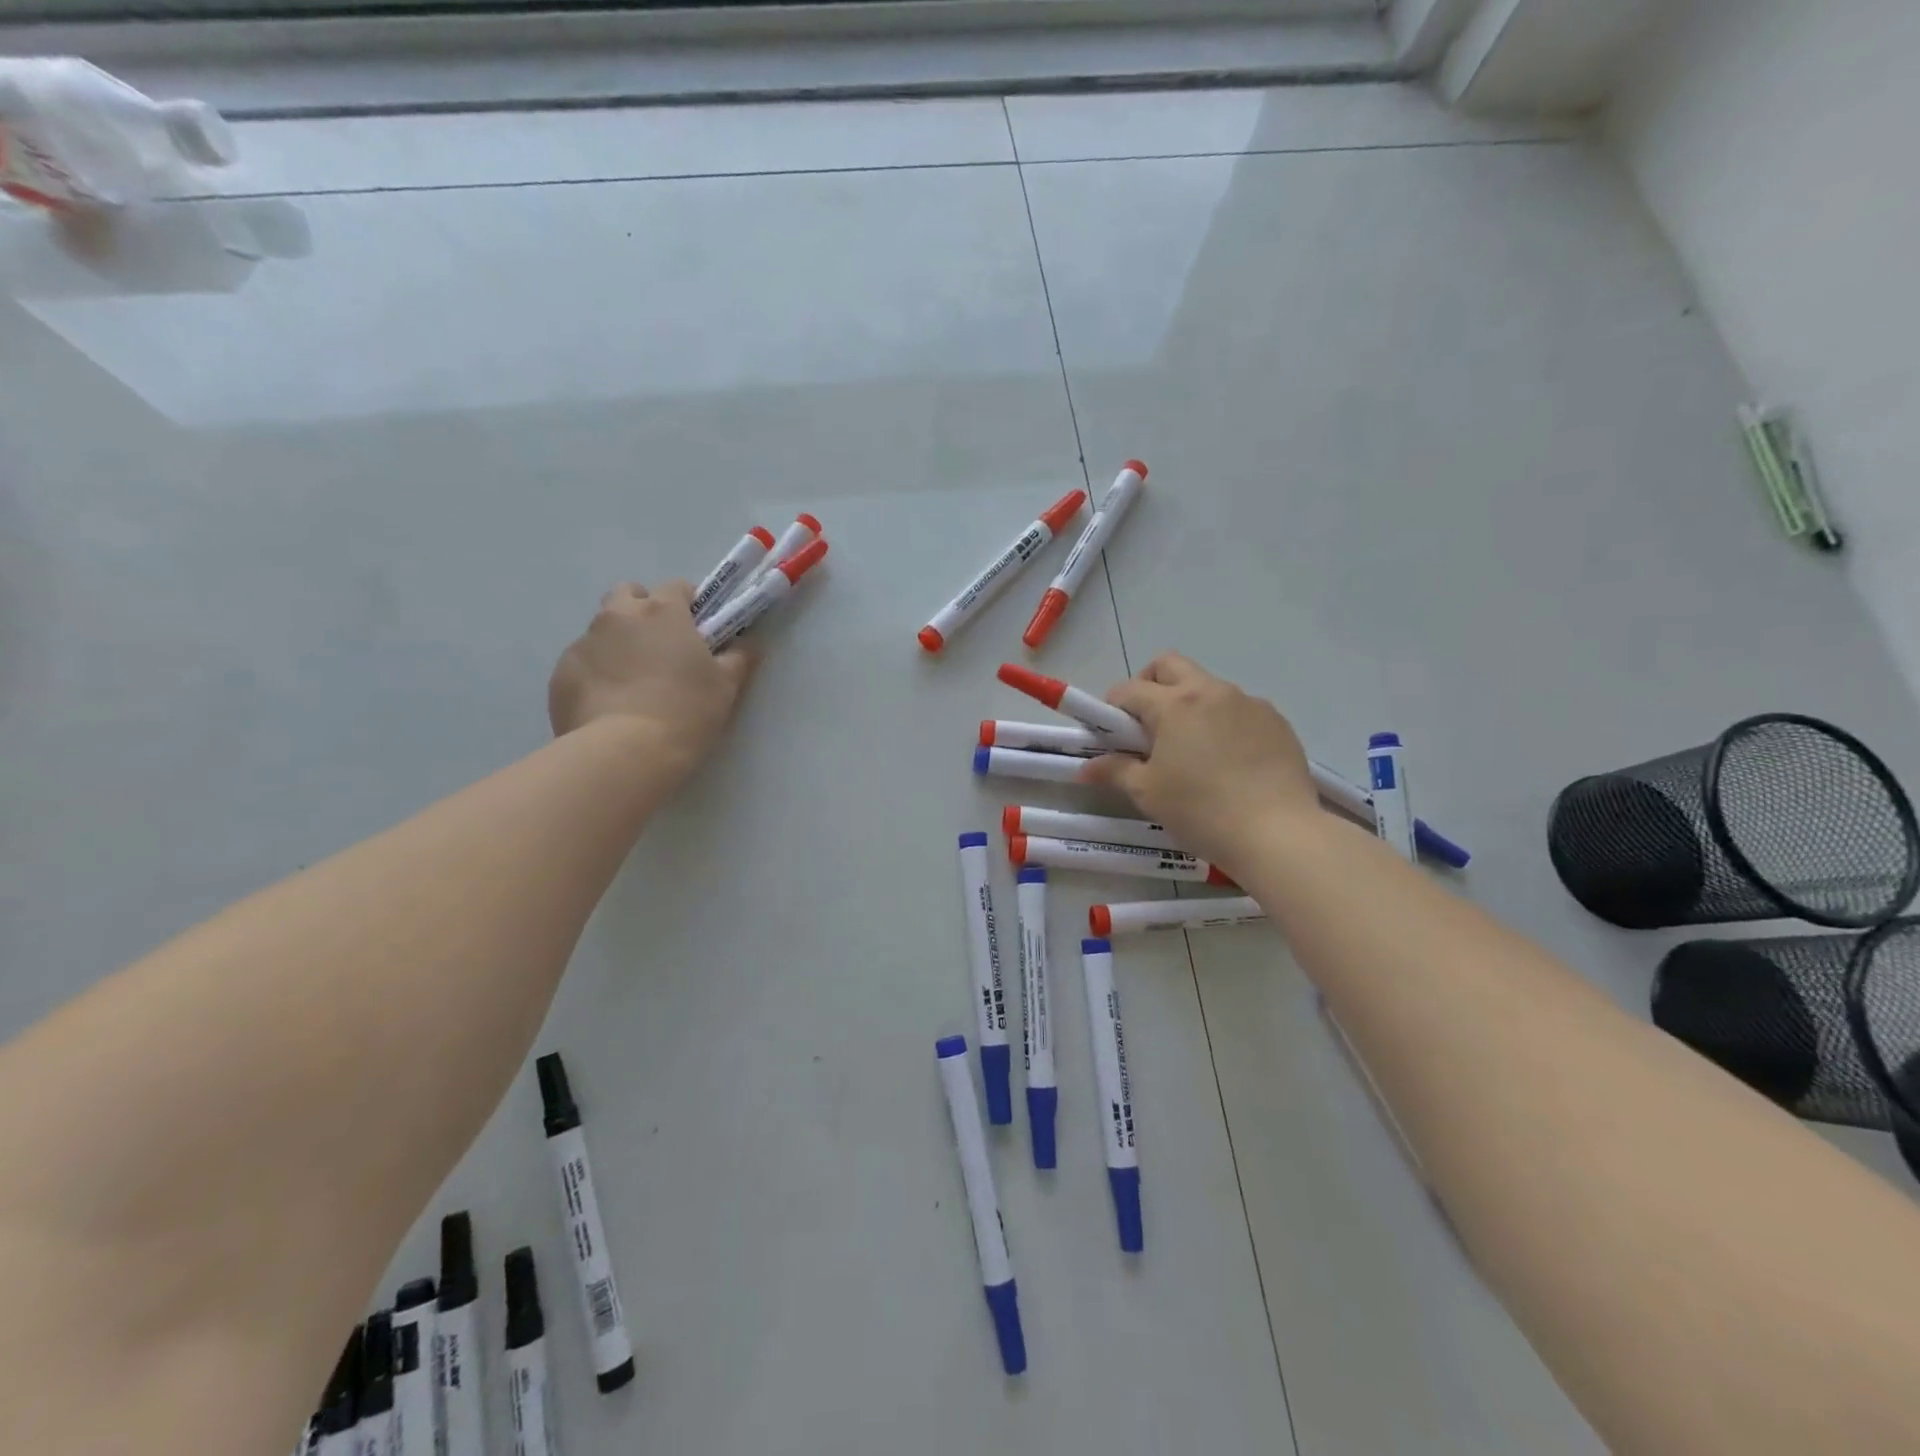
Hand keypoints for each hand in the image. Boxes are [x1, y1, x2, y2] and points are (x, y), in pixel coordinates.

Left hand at [548, 581, 756, 771]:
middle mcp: (619, 616)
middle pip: (628, 595)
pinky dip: (597, 673)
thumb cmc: (686, 711)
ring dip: (619, 642)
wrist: (625, 752)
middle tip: (662, 647)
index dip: (690, 604)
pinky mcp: (562, 672)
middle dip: (644, 611)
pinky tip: (611, 704)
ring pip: (603, 629)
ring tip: (634, 683)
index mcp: (662, 612)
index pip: (677, 587)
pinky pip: (583, 662)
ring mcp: (585, 642)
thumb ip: (739, 658)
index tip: (699, 628)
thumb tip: (749, 644)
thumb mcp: (725, 686)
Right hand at [1081, 653, 1318, 874]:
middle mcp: (1212, 691)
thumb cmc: (1201, 811)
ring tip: (1191, 750)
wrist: (1278, 834)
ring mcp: (1249, 703)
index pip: (1130, 689)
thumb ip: (1115, 771)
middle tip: (1147, 727)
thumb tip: (1086, 768)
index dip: (1113, 708)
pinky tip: (1228, 761)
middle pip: (1170, 666)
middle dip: (1150, 686)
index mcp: (1174, 704)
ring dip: (1189, 705)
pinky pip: (1239, 710)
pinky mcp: (1277, 722)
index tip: (1112, 735)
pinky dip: (1223, 723)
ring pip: (1208, 687)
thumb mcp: (1148, 793)